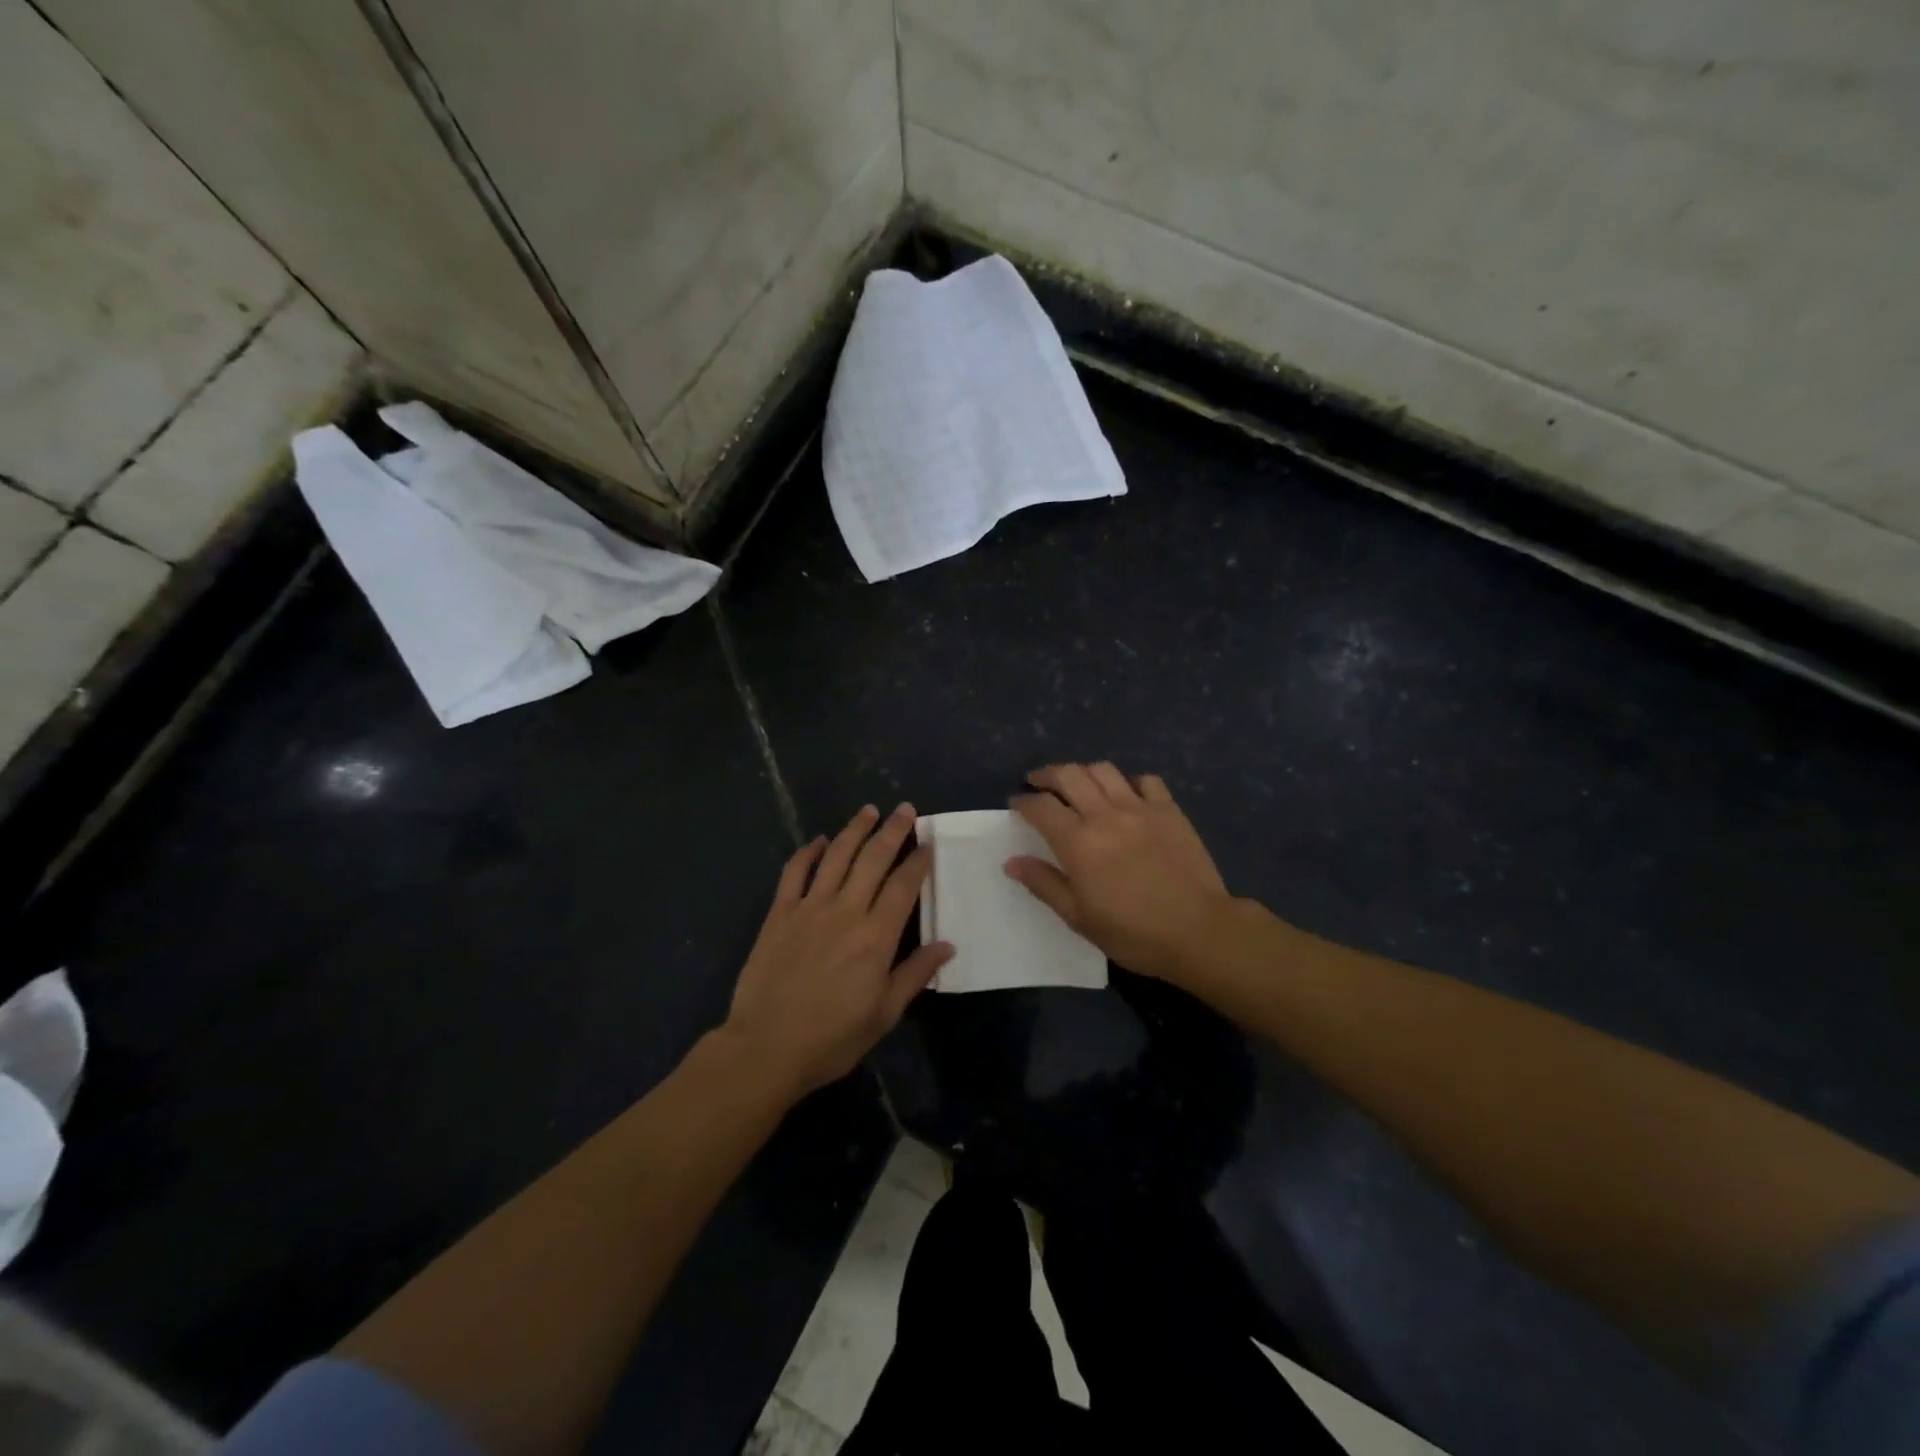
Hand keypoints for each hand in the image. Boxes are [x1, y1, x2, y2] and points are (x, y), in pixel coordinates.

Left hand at [725, 804, 953, 1097]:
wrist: (766, 1047)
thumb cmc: (832, 1037)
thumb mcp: (884, 1014)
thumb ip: (915, 974)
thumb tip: (948, 945)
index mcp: (876, 936)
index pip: (904, 885)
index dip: (918, 860)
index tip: (928, 843)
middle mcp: (846, 911)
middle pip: (873, 859)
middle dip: (892, 831)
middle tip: (905, 809)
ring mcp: (809, 908)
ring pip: (837, 856)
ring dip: (855, 829)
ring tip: (869, 811)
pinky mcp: (780, 914)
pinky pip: (795, 872)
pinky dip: (809, 852)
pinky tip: (819, 841)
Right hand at [1006, 763, 1232, 982]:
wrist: (1198, 931)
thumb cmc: (1132, 932)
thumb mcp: (1078, 917)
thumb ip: (1044, 884)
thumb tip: (1012, 861)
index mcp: (1078, 842)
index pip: (1041, 807)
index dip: (1023, 802)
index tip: (1016, 804)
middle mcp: (1105, 815)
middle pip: (1069, 775)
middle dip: (1047, 775)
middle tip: (1038, 782)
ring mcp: (1140, 808)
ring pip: (1104, 770)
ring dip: (1084, 772)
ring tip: (1079, 785)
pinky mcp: (1169, 810)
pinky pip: (1146, 780)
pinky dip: (1129, 782)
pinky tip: (1127, 795)